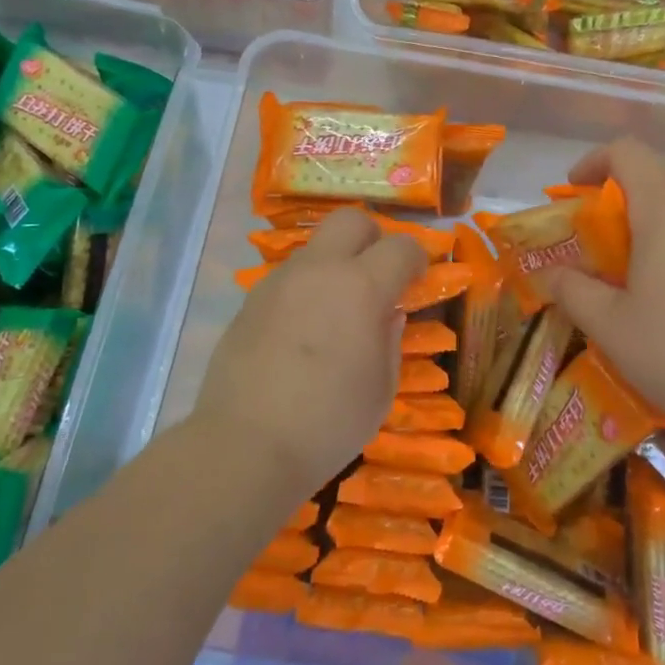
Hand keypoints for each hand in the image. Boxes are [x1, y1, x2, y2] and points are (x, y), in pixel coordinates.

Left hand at [190, 207, 427, 494]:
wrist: (246, 444)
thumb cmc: (329, 422)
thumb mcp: (381, 388)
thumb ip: (390, 339)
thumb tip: (389, 312)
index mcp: (361, 288)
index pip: (401, 247)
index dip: (417, 258)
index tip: (417, 278)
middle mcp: (319, 271)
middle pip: (351, 220)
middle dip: (373, 238)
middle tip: (377, 275)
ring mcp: (279, 282)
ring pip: (315, 249)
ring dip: (335, 266)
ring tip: (337, 312)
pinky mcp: (250, 302)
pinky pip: (288, 279)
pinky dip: (306, 291)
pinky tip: (302, 332)